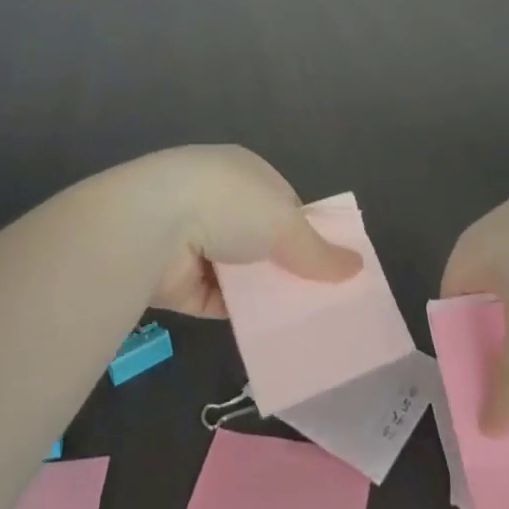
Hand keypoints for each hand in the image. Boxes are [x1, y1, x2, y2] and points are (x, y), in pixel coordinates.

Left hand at [137, 145, 361, 317]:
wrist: (152, 225)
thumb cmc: (228, 204)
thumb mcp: (285, 222)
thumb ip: (318, 250)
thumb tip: (357, 267)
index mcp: (244, 172)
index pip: (284, 203)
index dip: (307, 232)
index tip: (330, 264)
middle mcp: (219, 202)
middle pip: (263, 240)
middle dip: (287, 267)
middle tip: (323, 301)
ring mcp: (196, 241)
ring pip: (243, 273)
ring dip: (265, 295)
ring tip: (305, 325)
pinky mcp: (181, 281)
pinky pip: (222, 302)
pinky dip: (243, 317)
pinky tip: (272, 337)